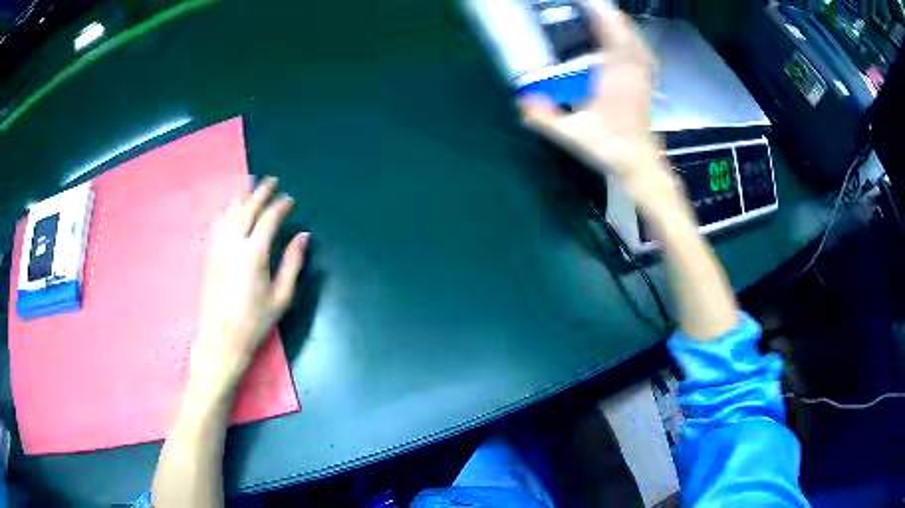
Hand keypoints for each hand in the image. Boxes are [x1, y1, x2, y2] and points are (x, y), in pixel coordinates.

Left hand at [192, 177, 307, 388]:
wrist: (221, 338)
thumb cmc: (255, 320)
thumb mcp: (281, 296)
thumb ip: (292, 263)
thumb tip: (303, 236)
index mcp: (254, 253)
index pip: (269, 218)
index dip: (281, 205)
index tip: (290, 198)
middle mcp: (234, 243)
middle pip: (248, 208)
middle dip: (261, 191)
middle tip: (272, 181)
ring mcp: (218, 247)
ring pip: (231, 212)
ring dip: (243, 196)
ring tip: (252, 185)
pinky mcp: (209, 254)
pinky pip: (218, 224)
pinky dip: (227, 211)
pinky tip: (230, 208)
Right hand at [519, 2, 663, 185]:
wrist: (640, 164)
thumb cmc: (608, 147)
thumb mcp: (572, 135)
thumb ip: (546, 118)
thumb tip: (521, 100)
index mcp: (614, 76)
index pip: (610, 35)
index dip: (600, 16)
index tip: (586, 4)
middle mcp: (631, 71)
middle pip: (624, 32)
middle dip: (609, 15)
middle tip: (591, 6)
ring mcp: (642, 77)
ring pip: (636, 40)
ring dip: (621, 25)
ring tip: (606, 16)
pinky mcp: (646, 84)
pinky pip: (643, 53)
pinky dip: (633, 40)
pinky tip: (627, 39)